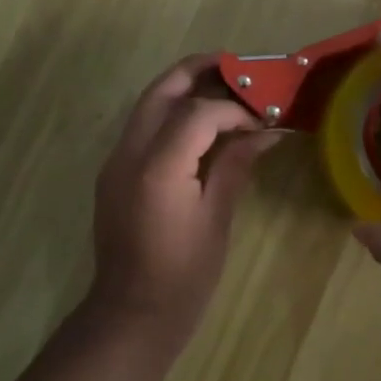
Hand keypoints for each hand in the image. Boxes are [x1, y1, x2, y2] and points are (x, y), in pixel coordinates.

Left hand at [88, 54, 279, 352]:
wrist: (130, 316)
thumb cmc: (183, 276)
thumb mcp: (216, 219)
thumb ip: (236, 166)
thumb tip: (267, 133)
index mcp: (158, 168)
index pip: (198, 112)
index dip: (235, 109)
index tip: (263, 119)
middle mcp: (129, 154)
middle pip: (161, 90)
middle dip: (197, 71)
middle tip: (235, 64)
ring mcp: (115, 162)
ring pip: (147, 104)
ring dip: (182, 87)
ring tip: (222, 85)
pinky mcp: (114, 173)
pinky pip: (142, 127)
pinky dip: (171, 113)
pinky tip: (200, 124)